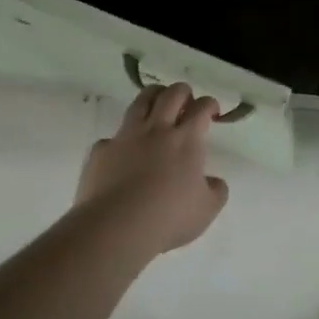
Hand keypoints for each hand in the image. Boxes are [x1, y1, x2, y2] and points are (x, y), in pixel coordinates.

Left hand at [74, 82, 229, 256]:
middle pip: (172, 94)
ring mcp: (126, 136)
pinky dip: (121, 140)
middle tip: (186, 100)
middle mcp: (157, 130)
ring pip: (140, 102)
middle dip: (182, 92)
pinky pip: (113, 137)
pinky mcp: (102, 150)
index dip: (209, 104)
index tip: (212, 111)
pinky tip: (124, 152)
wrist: (117, 226)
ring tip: (157, 103)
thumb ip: (216, 190)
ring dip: (153, 96)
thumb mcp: (207, 209)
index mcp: (186, 140)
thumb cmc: (169, 217)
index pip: (201, 108)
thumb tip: (213, 181)